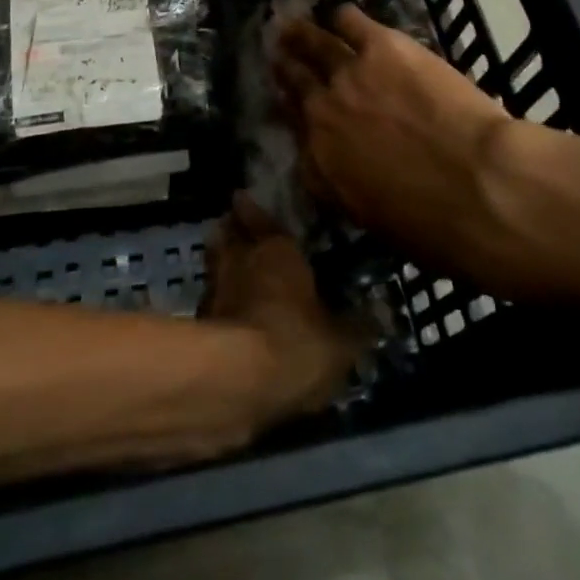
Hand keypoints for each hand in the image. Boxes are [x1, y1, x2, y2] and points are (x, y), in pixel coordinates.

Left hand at [201, 194, 359, 423]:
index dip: (252, 209)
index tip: (244, 198)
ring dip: (220, 266)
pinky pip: (210, 303)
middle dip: (232, 231)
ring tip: (232, 272)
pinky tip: (228, 317)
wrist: (235, 380)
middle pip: (227, 234)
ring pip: (214, 265)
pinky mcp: (199, 324)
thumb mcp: (341, 342)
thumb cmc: (294, 340)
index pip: (258, 215)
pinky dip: (217, 305)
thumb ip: (358, 327)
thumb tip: (381, 315)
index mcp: (275, 247)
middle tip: (237, 231)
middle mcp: (239, 257)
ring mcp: (213, 289)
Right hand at [273, 5, 514, 279]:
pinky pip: (350, 21)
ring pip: (315, 45)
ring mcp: (349, 75)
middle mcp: (323, 115)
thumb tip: (347, 173)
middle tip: (280, 57)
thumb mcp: (376, 221)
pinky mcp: (381, 46)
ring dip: (301, 35)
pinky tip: (342, 16)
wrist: (480, 185)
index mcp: (321, 165)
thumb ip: (349, 189)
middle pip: (296, 83)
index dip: (291, 114)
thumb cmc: (438, 225)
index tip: (290, 105)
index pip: (295, 133)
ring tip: (292, 27)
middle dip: (287, 70)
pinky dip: (343, 18)